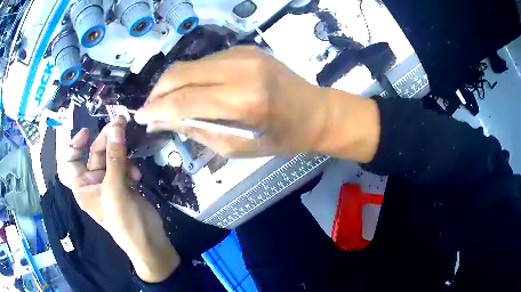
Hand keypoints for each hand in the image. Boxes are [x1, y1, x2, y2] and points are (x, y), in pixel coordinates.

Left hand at [56, 117, 179, 282]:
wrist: (149, 241)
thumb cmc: (125, 221)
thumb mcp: (116, 190)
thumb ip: (116, 158)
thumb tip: (116, 126)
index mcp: (83, 187)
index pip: (70, 162)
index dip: (74, 145)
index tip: (86, 132)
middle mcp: (93, 183)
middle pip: (94, 154)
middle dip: (106, 141)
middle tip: (120, 125)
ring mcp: (109, 183)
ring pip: (111, 158)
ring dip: (122, 155)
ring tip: (132, 161)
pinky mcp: (123, 184)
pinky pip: (123, 166)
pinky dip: (130, 166)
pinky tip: (137, 175)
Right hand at [134, 46, 331, 156]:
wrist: (315, 111)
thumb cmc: (281, 137)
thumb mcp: (238, 147)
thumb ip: (197, 130)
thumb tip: (162, 121)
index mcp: (244, 100)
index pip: (184, 100)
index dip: (157, 108)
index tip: (141, 117)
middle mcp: (241, 69)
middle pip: (180, 73)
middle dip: (158, 92)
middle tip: (150, 109)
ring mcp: (243, 53)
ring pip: (190, 65)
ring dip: (173, 84)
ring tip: (169, 103)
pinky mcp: (245, 48)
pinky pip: (205, 62)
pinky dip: (192, 77)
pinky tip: (192, 91)